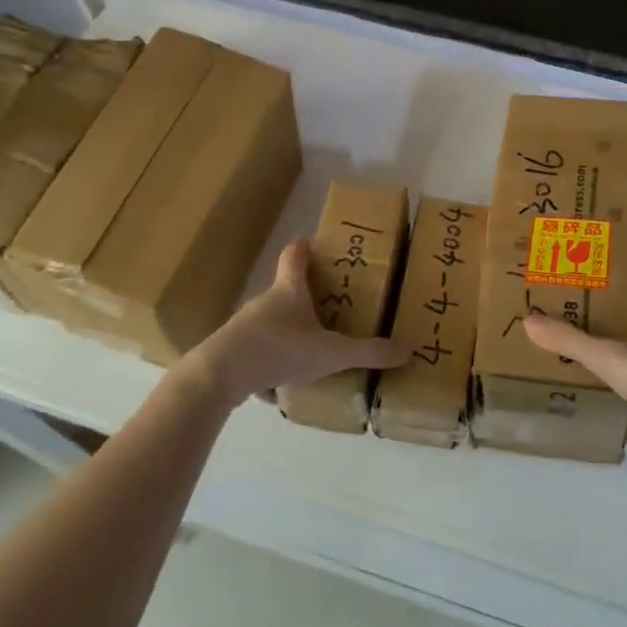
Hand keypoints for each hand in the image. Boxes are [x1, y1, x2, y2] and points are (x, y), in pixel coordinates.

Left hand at [186, 239, 409, 410]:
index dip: (304, 247)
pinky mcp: (232, 350)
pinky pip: (258, 350)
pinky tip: (281, 383)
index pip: (294, 256)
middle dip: (306, 295)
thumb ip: (368, 352)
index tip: (314, 243)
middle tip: (330, 304)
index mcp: (289, 291)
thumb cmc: (278, 350)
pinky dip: (271, 360)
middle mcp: (265, 302)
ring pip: (271, 322)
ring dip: (289, 330)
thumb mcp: (331, 353)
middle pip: (285, 289)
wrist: (219, 375)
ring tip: (311, 347)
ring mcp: (245, 326)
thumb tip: (408, 349)